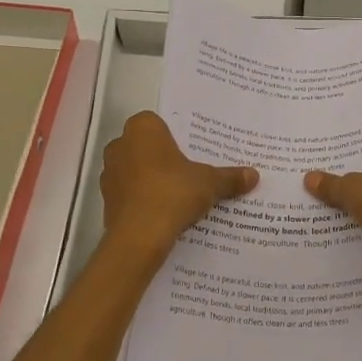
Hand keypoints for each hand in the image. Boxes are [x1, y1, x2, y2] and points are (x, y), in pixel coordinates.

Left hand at [100, 111, 257, 258]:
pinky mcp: (107, 199)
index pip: (160, 123)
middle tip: (190, 171)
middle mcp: (121, 144)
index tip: (194, 151)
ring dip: (152, 179)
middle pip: (147, 146)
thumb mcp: (209, 183)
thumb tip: (254, 175)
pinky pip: (130, 192)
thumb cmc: (173, 194)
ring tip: (179, 194)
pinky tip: (164, 212)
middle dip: (165, 157)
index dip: (177, 136)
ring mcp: (110, 173)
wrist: (139, 237)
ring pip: (137, 170)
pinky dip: (144, 198)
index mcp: (143, 129)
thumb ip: (230, 177)